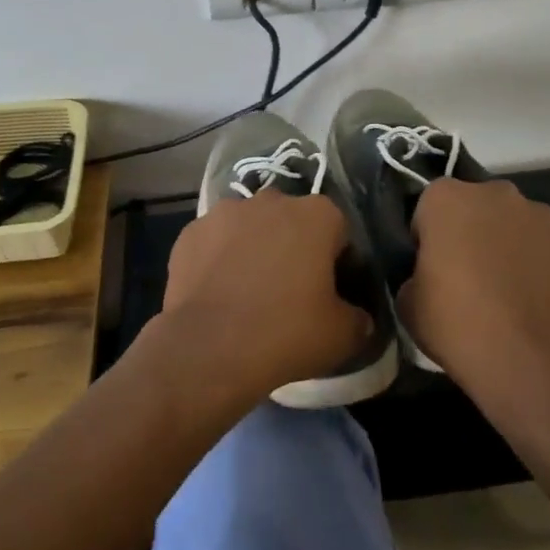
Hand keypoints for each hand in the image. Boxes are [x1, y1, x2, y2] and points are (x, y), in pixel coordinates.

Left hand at [159, 191, 372, 403]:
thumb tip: (358, 318)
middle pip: (291, 221)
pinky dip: (218, 259)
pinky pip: (214, 242)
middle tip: (290, 290)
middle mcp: (272, 200)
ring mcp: (226, 211)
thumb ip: (359, 318)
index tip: (331, 293)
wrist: (209, 348)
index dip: (338, 262)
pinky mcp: (191, 231)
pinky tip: (217, 292)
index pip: (338, 231)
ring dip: (254, 248)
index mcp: (317, 214)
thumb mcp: (342, 335)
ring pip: (250, 227)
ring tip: (248, 291)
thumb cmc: (286, 332)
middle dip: (293, 246)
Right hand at [399, 178, 549, 413]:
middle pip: (473, 206)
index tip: (429, 267)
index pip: (427, 207)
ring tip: (503, 288)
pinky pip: (539, 244)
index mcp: (446, 198)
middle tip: (465, 274)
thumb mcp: (407, 301)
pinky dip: (533, 260)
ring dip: (503, 242)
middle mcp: (493, 193)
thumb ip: (415, 272)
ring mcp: (537, 214)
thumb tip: (431, 275)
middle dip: (468, 230)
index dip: (427, 237)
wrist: (530, 360)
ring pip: (509, 222)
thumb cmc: (457, 323)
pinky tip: (529, 296)